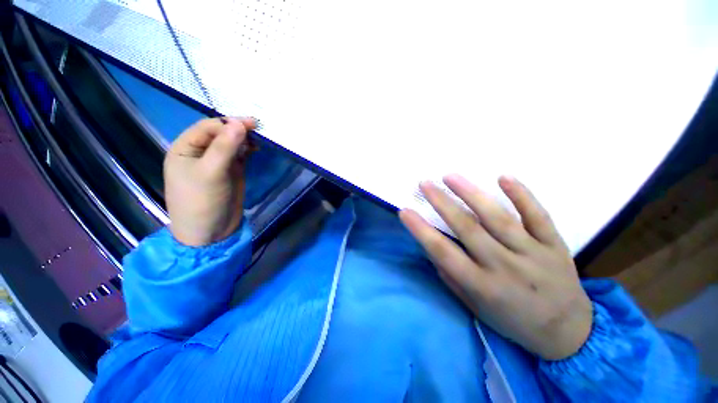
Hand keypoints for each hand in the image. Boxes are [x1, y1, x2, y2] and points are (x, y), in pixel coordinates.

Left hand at [164, 117, 255, 246]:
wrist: (211, 231)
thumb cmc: (202, 201)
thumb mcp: (210, 173)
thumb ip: (224, 147)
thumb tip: (239, 123)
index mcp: (185, 148)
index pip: (208, 127)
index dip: (229, 123)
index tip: (252, 125)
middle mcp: (200, 152)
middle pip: (221, 133)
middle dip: (239, 129)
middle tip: (260, 129)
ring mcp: (217, 162)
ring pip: (232, 143)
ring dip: (245, 139)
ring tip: (261, 138)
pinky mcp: (231, 171)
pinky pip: (240, 155)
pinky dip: (249, 150)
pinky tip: (257, 148)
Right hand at [400, 175, 592, 360]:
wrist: (568, 332)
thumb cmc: (513, 321)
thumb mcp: (475, 308)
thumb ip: (452, 277)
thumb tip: (433, 249)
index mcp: (481, 285)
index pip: (442, 252)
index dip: (420, 230)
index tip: (405, 211)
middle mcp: (504, 267)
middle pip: (467, 228)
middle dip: (441, 202)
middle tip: (424, 183)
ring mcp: (532, 253)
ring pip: (498, 217)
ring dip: (471, 193)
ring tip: (450, 176)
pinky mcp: (554, 245)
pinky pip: (538, 215)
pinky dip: (521, 194)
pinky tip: (503, 177)